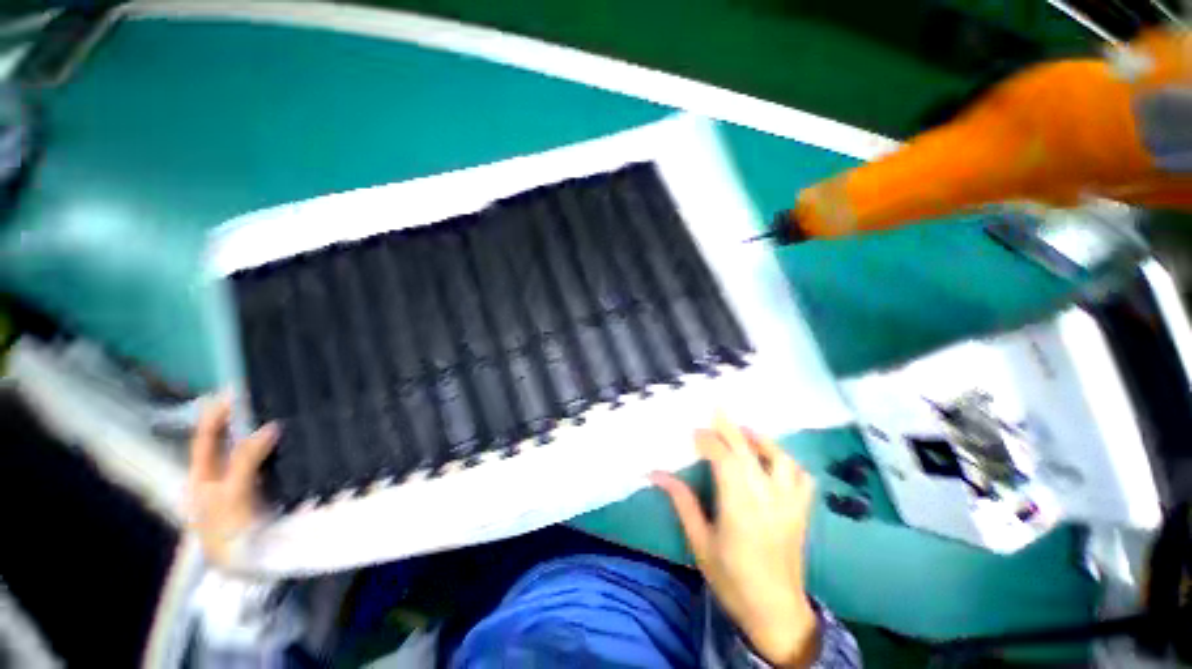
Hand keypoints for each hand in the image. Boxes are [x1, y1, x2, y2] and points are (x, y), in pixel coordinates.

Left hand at [188, 393, 277, 567]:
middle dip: (249, 418)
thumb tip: (270, 426)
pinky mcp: (272, 486)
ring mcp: (249, 481)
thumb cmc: (232, 531)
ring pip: (258, 449)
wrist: (255, 566)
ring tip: (289, 411)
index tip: (238, 389)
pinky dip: (286, 447)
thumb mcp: (231, 497)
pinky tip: (301, 438)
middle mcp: (225, 474)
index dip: (219, 413)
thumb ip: (245, 461)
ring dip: (271, 432)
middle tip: (272, 397)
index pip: (208, 437)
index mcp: (204, 476)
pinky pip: (277, 460)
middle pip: (234, 440)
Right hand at [652, 416, 818, 667]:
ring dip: (760, 440)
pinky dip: (786, 462)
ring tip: (742, 432)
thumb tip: (655, 473)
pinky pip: (801, 477)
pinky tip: (772, 460)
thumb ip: (681, 502)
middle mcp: (767, 500)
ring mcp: (790, 505)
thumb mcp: (700, 542)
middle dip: (730, 428)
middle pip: (748, 452)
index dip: (709, 441)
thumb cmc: (731, 579)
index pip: (725, 461)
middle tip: (716, 409)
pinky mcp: (802, 512)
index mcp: (739, 509)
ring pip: (780, 459)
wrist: (775, 612)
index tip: (694, 432)